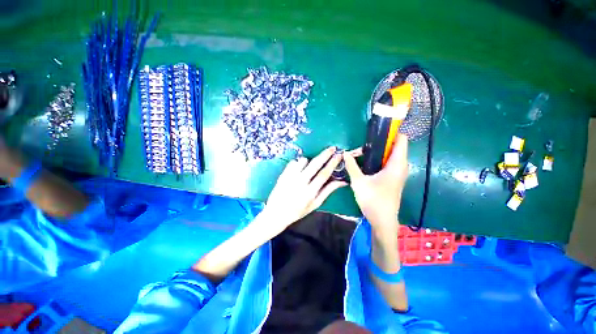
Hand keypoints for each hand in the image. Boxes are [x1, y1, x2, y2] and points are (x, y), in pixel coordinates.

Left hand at [262, 147, 346, 232]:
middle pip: (315, 164)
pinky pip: (293, 162)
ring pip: (303, 160)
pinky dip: (298, 163)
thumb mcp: (315, 204)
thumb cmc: (298, 211)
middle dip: (325, 154)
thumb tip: (342, 182)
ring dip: (309, 161)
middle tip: (332, 148)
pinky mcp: (283, 174)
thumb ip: (327, 191)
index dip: (332, 163)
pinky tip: (298, 170)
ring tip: (308, 168)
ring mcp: (290, 177)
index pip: (324, 174)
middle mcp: (300, 182)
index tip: (338, 155)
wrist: (276, 213)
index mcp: (310, 192)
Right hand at [343, 134, 408, 232]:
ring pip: (392, 155)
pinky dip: (380, 158)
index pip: (401, 140)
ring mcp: (398, 173)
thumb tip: (345, 153)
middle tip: (365, 140)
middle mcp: (401, 166)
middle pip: (395, 146)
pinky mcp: (394, 178)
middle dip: (381, 141)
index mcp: (397, 164)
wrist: (383, 220)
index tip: (379, 127)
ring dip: (380, 150)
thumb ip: (351, 166)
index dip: (393, 131)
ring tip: (364, 149)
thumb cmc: (373, 200)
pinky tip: (367, 161)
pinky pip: (389, 162)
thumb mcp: (359, 181)